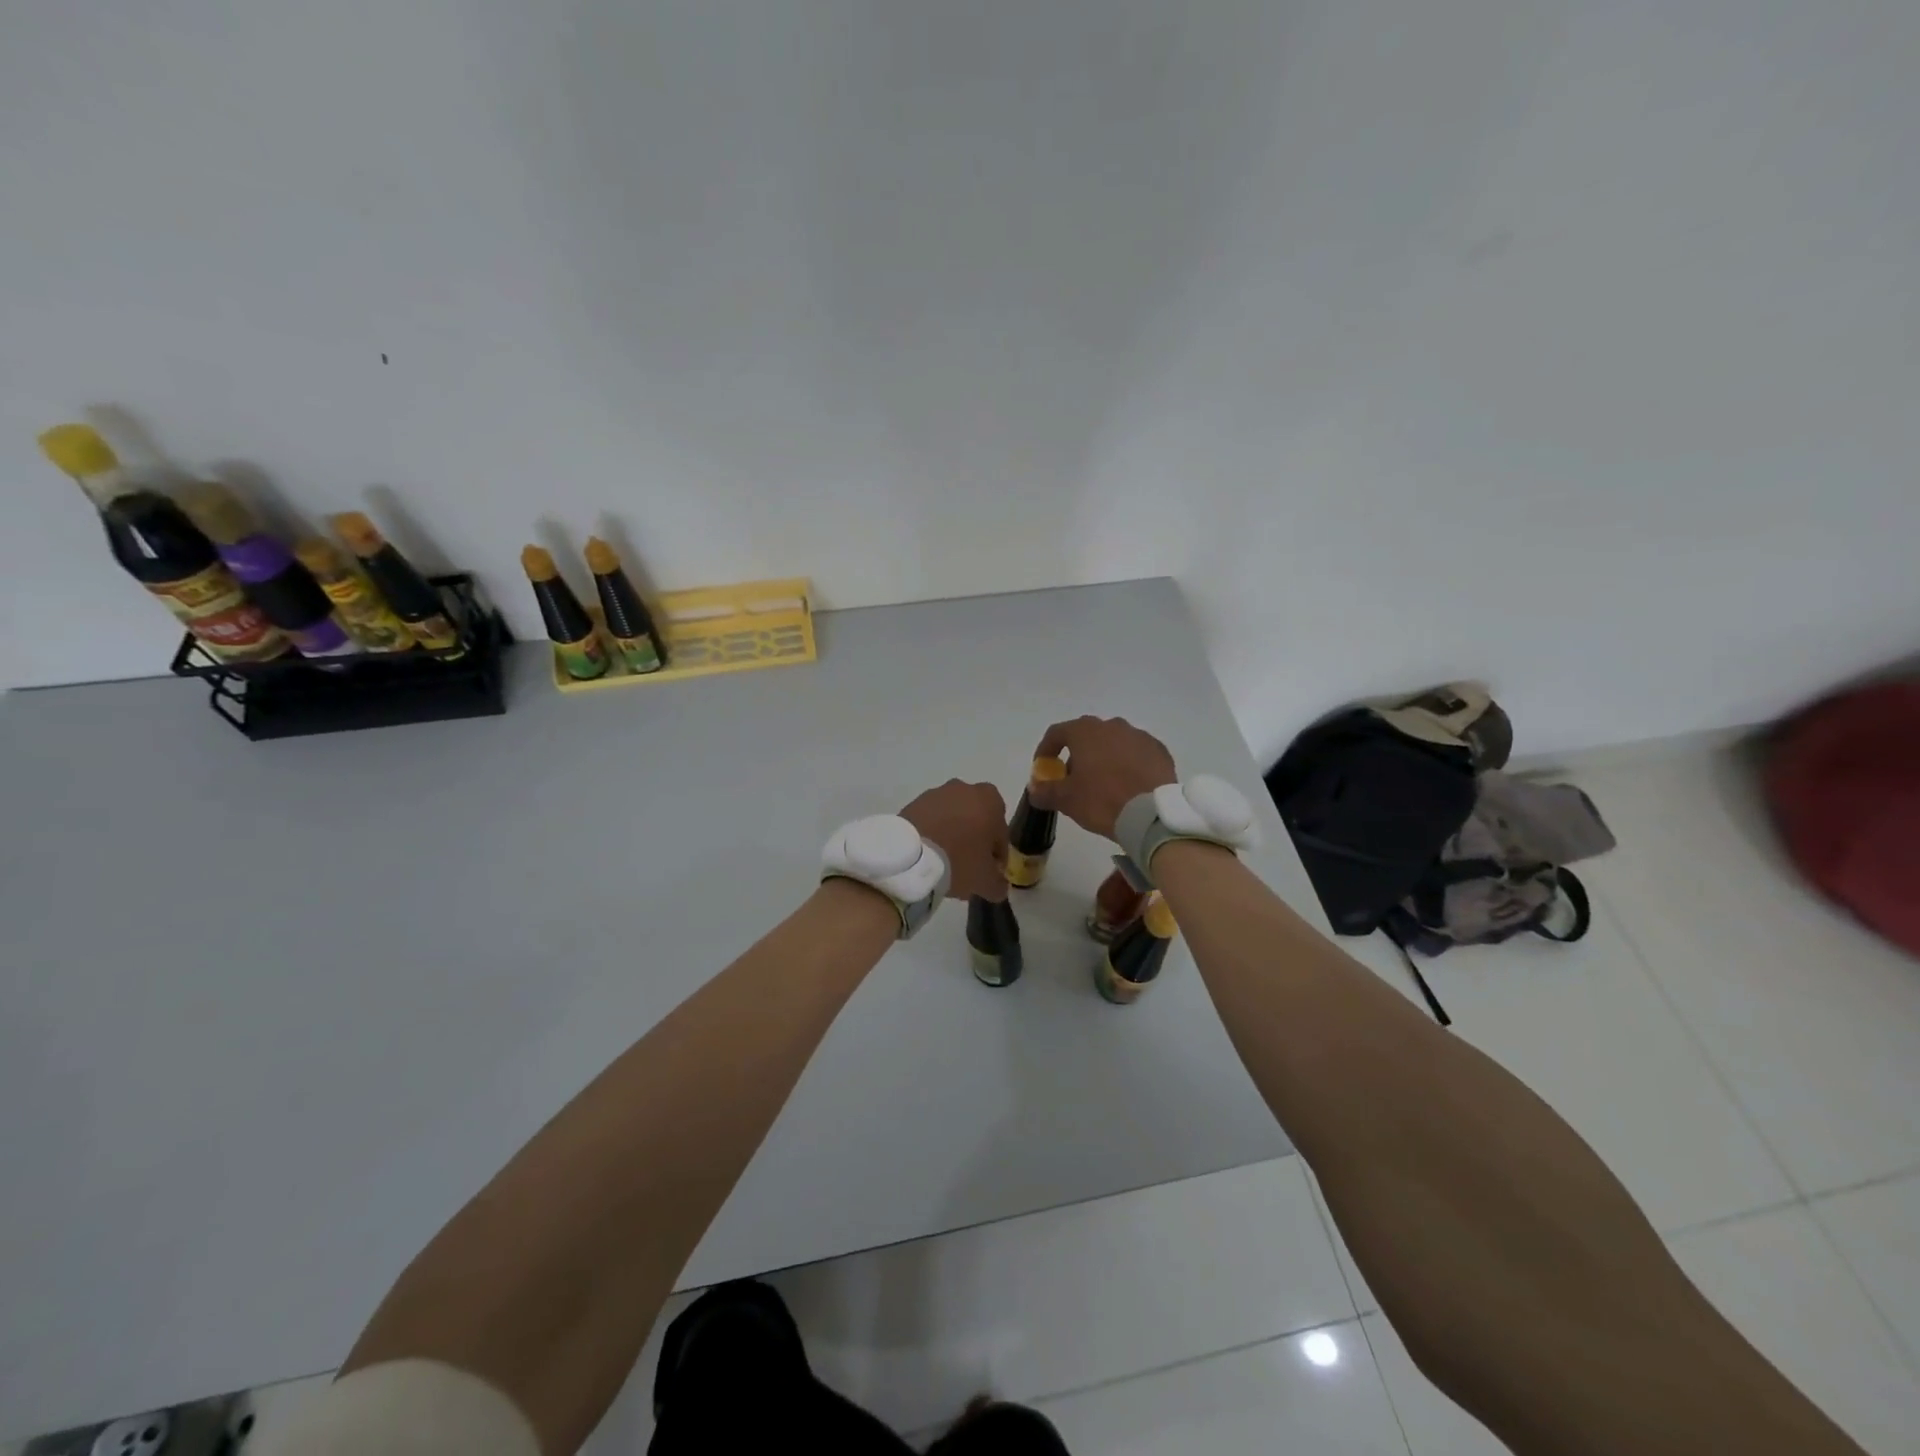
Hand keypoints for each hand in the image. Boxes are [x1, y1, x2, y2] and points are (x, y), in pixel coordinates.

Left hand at [900, 780, 1010, 900]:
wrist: (911, 855)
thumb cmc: (959, 860)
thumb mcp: (985, 880)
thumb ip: (998, 883)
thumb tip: (999, 887)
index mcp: (990, 800)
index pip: (1001, 833)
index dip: (997, 856)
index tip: (990, 872)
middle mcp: (965, 788)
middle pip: (976, 820)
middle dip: (974, 840)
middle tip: (968, 866)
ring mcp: (937, 793)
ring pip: (953, 818)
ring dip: (953, 835)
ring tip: (945, 862)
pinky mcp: (914, 802)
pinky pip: (931, 820)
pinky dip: (933, 833)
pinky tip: (929, 855)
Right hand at [1030, 717, 1176, 840]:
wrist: (1151, 815)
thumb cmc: (1102, 801)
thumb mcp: (1066, 800)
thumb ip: (1044, 791)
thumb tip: (1034, 787)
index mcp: (1086, 732)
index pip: (1057, 733)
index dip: (1046, 749)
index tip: (1044, 768)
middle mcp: (1112, 726)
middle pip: (1087, 736)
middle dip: (1077, 754)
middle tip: (1074, 779)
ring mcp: (1139, 736)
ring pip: (1114, 743)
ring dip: (1104, 757)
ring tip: (1103, 783)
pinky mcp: (1159, 751)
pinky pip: (1136, 753)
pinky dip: (1128, 764)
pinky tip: (1128, 784)